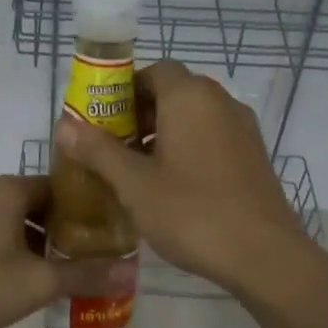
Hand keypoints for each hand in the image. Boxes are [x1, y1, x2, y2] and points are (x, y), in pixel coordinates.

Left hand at [0, 176, 132, 327]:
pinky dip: (11, 247)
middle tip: (89, 253)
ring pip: (11, 220)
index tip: (106, 229)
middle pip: (34, 202)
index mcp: (6, 190)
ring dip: (36, 240)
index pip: (58, 186)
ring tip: (61, 268)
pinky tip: (22, 277)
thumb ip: (85, 275)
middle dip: (62, 227)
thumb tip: (131, 273)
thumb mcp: (39, 282)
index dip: (85, 207)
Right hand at [53, 59, 310, 294]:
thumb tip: (64, 125)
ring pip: (194, 117)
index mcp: (190, 98)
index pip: (154, 72)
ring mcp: (242, 129)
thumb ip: (98, 151)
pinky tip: (171, 186)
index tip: (102, 120)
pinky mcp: (253, 156)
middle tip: (112, 148)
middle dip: (139, 114)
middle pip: (174, 92)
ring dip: (163, 133)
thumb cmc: (192, 212)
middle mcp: (220, 102)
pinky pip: (212, 137)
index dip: (124, 90)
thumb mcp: (134, 184)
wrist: (263, 255)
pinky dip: (188, 149)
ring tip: (137, 171)